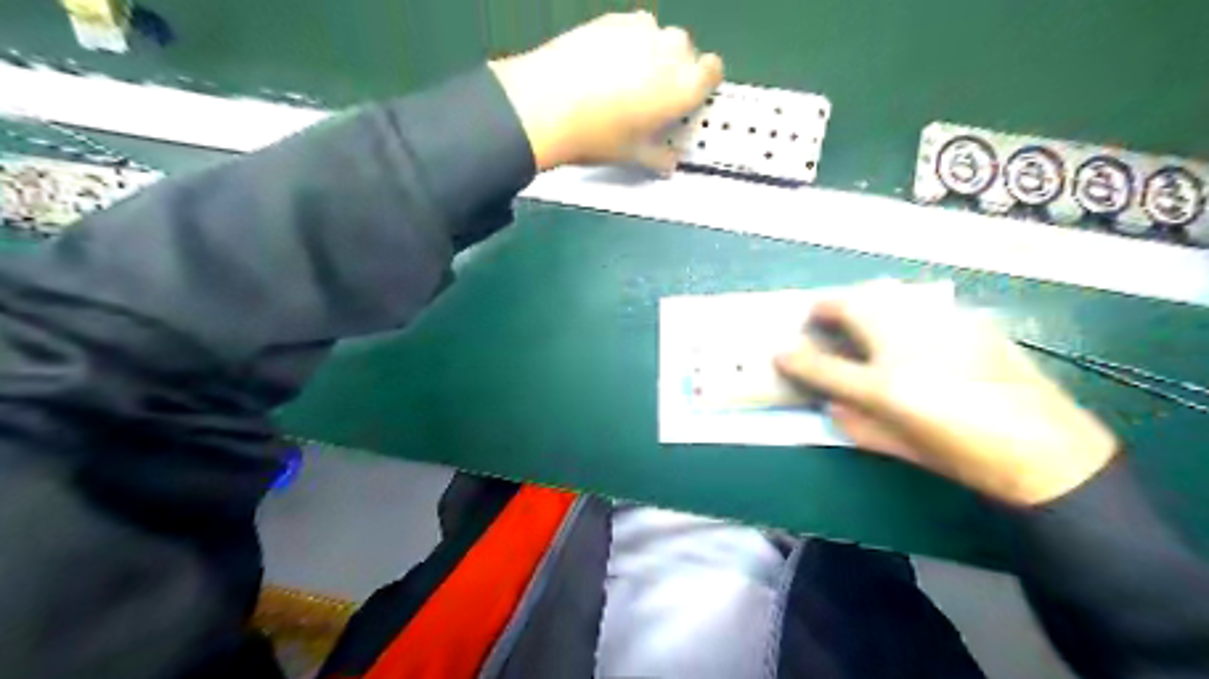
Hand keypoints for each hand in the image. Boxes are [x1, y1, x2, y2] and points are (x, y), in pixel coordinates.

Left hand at [486, 10, 721, 171]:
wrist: (545, 104)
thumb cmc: (598, 135)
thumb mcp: (633, 155)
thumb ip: (659, 157)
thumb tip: (668, 162)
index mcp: (685, 84)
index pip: (713, 71)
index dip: (702, 85)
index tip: (686, 100)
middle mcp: (670, 49)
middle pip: (686, 52)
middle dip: (675, 70)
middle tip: (652, 98)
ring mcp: (640, 29)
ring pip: (657, 37)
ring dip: (651, 54)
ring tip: (625, 81)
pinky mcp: (611, 19)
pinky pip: (629, 29)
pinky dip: (624, 43)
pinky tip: (602, 66)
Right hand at [780, 278, 1117, 505]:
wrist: (1047, 451)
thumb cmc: (963, 457)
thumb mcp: (898, 447)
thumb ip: (854, 422)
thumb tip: (831, 401)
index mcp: (887, 386)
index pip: (823, 365)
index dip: (795, 357)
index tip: (781, 351)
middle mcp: (909, 345)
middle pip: (854, 306)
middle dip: (829, 307)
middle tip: (819, 318)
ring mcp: (942, 325)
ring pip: (888, 294)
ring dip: (862, 301)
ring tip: (857, 317)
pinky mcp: (970, 321)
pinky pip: (920, 304)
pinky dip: (900, 309)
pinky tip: (908, 330)